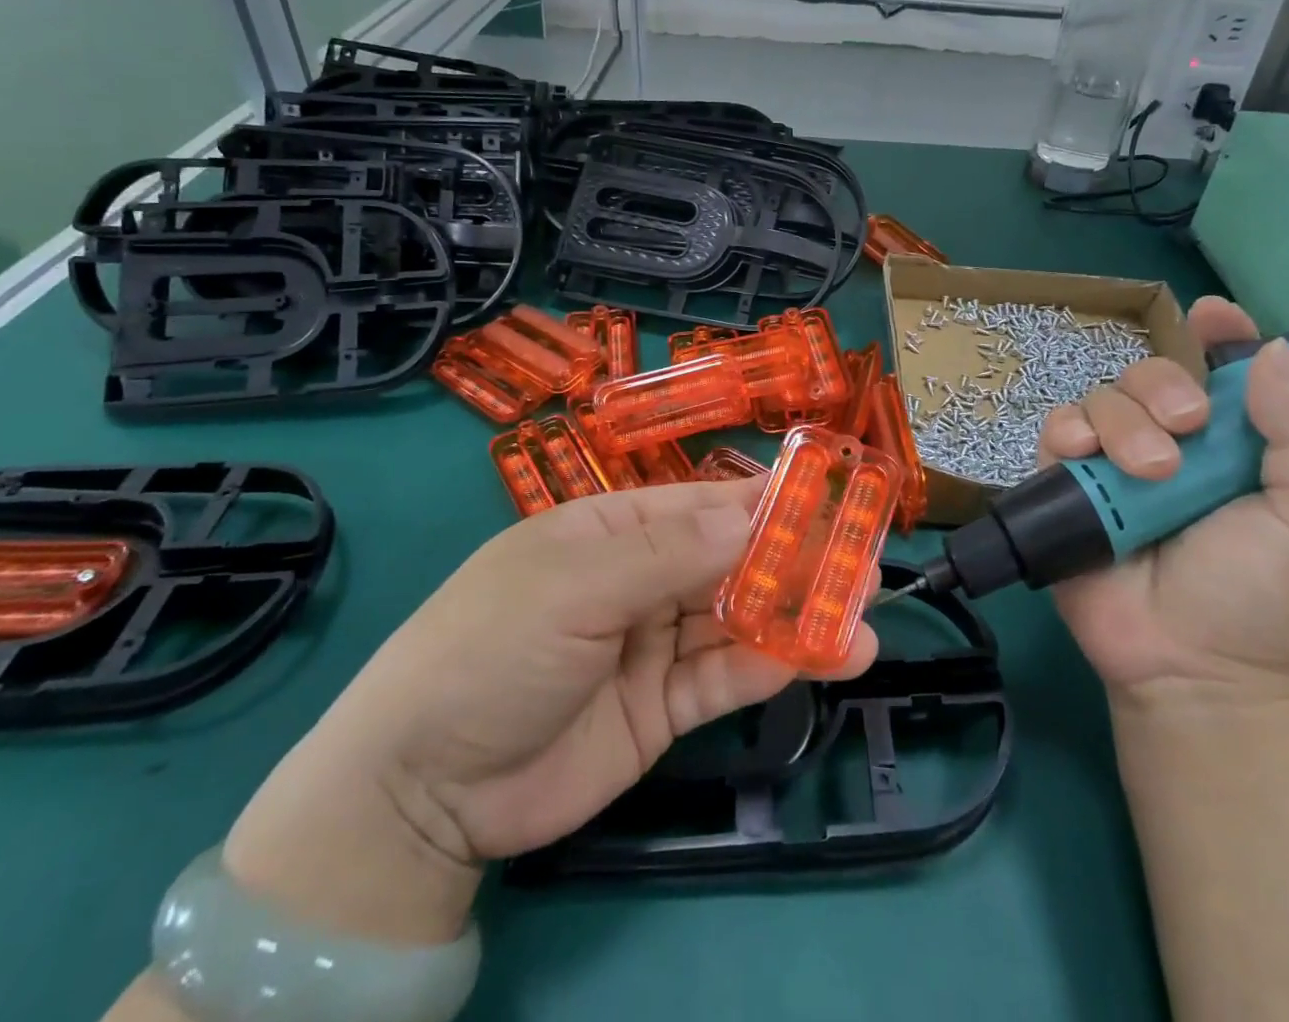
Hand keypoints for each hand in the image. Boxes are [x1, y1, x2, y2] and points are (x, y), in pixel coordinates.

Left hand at [223, 480, 878, 941]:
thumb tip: (756, 512)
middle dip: (795, 557)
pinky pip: (728, 675)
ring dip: (799, 612)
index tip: (831, 499)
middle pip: (730, 558)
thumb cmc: (491, 648)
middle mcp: (639, 577)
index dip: (765, 501)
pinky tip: (830, 656)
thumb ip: (670, 552)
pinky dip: (777, 664)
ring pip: (739, 617)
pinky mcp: (663, 705)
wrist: (422, 790)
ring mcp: (653, 641)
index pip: (702, 504)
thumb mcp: (575, 584)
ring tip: (866, 610)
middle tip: (865, 559)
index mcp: (612, 528)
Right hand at [1039, 296, 1288, 710]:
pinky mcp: (1066, 483)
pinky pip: (1056, 430)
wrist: (1191, 669)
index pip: (1222, 370)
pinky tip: (1083, 457)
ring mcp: (1113, 463)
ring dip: (1121, 421)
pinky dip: (1067, 432)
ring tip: (1148, 473)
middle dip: (1162, 388)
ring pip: (1100, 397)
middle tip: (1186, 429)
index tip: (1211, 315)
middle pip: (1149, 373)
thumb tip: (1272, 350)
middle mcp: (1171, 442)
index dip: (1218, 335)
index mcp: (1235, 444)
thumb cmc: (1265, 596)